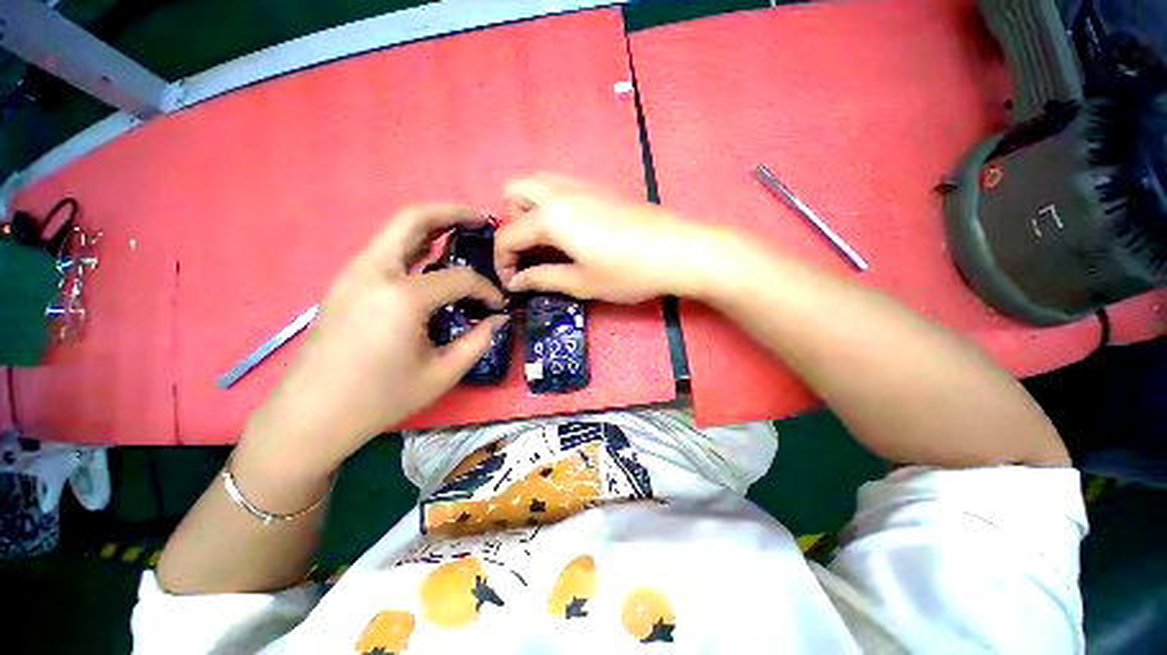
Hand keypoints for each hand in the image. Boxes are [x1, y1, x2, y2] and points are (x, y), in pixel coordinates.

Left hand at [235, 205, 507, 487]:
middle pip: (414, 219)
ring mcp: (353, 273)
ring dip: (431, 225)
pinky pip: (385, 249)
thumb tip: (498, 318)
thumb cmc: (381, 398)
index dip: (486, 290)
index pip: (460, 279)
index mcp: (402, 297)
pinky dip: (412, 243)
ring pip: (395, 229)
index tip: (498, 305)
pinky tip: (430, 258)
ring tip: (460, 232)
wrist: (312, 414)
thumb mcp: (442, 374)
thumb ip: (478, 341)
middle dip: (452, 212)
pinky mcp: (345, 282)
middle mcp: (375, 272)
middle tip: (481, 220)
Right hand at [495, 174, 719, 302]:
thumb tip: (516, 282)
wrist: (677, 250)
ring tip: (547, 240)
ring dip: (530, 208)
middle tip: (529, 252)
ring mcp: (581, 184)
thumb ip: (543, 278)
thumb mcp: (581, 282)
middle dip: (511, 222)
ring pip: (538, 182)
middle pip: (514, 191)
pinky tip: (571, 229)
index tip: (512, 283)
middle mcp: (559, 191)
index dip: (502, 262)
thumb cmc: (627, 272)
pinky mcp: (600, 186)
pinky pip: (561, 184)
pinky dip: (551, 202)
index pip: (507, 235)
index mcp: (550, 217)